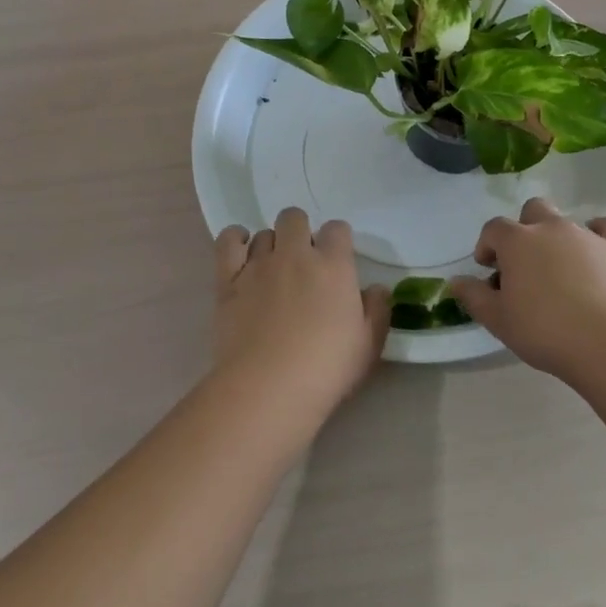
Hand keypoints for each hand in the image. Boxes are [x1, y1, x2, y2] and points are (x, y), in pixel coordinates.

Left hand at [212, 208, 388, 410]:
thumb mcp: (369, 344)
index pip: (337, 229)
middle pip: (295, 218)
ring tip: (273, 269)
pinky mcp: (228, 281)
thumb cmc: (326, 369)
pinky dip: (235, 240)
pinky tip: (240, 251)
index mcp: (333, 265)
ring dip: (272, 245)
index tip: (337, 261)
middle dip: (300, 232)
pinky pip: (228, 242)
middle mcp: (295, 254)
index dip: (338, 240)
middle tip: (303, 263)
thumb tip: (375, 288)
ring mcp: (258, 265)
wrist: (268, 388)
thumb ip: (377, 309)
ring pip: (264, 233)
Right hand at [449, 197, 605, 376]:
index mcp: (517, 241)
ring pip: (565, 220)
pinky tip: (594, 252)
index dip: (487, 245)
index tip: (489, 271)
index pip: (493, 228)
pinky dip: (598, 234)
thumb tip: (456, 281)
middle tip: (523, 265)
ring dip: (555, 238)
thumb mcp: (498, 320)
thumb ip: (474, 296)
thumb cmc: (544, 330)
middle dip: (523, 231)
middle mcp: (550, 228)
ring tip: (557, 271)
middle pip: (531, 211)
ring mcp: (586, 235)